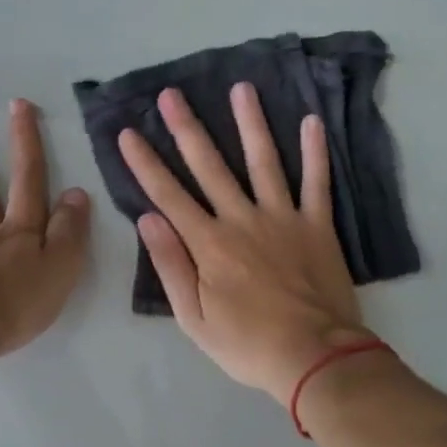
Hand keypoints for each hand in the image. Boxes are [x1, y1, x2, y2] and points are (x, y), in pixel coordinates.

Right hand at [121, 83, 371, 403]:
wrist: (315, 357)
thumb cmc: (248, 345)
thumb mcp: (194, 319)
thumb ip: (171, 266)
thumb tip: (147, 219)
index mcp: (208, 244)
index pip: (168, 195)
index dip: (145, 162)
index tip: (128, 132)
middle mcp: (242, 220)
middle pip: (209, 166)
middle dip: (187, 128)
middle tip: (171, 94)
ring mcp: (283, 218)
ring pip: (263, 161)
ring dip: (250, 123)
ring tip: (241, 88)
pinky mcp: (317, 225)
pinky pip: (317, 182)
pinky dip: (315, 152)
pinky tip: (311, 121)